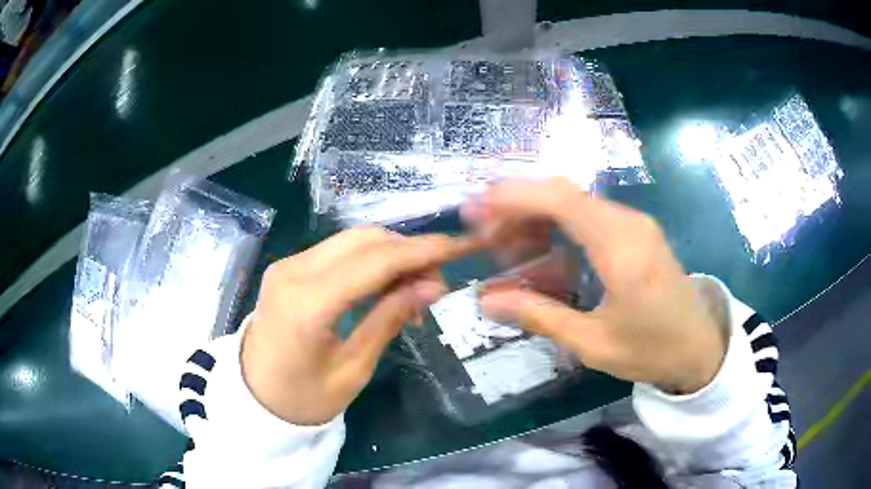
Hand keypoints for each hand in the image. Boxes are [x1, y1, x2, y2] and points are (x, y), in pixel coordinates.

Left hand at [241, 228, 478, 424]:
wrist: (253, 397)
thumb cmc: (303, 399)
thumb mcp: (353, 369)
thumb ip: (390, 319)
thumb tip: (433, 286)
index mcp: (306, 304)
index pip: (375, 261)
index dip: (423, 251)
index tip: (461, 246)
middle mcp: (293, 271)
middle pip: (365, 239)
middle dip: (409, 250)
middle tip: (437, 282)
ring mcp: (288, 264)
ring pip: (353, 240)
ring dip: (391, 254)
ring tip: (415, 288)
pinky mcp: (289, 268)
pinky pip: (338, 252)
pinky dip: (370, 261)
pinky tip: (386, 286)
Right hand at [464, 179, 727, 393]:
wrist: (700, 346)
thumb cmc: (651, 350)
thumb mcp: (593, 343)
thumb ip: (540, 316)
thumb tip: (486, 301)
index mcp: (621, 249)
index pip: (560, 201)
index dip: (513, 197)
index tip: (475, 208)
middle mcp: (629, 223)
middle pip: (564, 193)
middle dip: (517, 204)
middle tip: (484, 232)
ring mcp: (636, 223)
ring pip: (575, 200)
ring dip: (535, 213)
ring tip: (506, 243)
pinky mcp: (637, 230)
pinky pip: (590, 213)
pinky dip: (557, 221)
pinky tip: (541, 245)